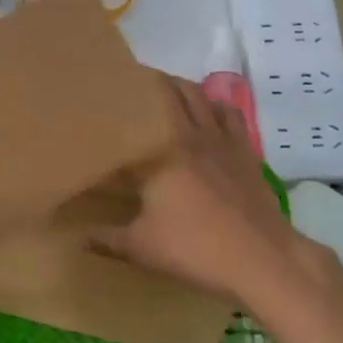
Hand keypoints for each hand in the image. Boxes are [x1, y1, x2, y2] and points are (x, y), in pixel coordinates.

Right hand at [92, 77, 306, 303]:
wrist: (262, 259)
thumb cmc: (195, 249)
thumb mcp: (141, 248)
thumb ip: (107, 239)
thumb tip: (80, 237)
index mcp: (160, 153)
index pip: (133, 119)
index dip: (119, 104)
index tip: (104, 96)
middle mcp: (190, 136)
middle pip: (172, 92)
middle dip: (153, 82)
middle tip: (135, 86)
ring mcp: (222, 141)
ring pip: (202, 97)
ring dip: (184, 88)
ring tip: (169, 92)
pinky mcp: (246, 153)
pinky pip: (231, 115)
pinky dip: (217, 107)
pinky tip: (210, 115)